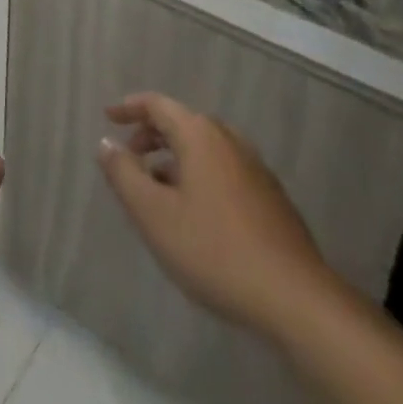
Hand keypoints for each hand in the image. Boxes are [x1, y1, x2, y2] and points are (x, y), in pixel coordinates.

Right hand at [98, 92, 335, 334]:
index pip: (157, 105)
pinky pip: (223, 169)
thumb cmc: (214, 250)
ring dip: (174, 159)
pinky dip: (198, 175)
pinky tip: (194, 213)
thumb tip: (106, 143)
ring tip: (156, 189)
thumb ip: (124, 174)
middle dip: (151, 135)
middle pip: (182, 123)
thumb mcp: (154, 214)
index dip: (129, 108)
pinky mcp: (270, 196)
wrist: (295, 298)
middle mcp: (228, 139)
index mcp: (199, 134)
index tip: (108, 117)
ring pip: (203, 149)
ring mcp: (254, 167)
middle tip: (129, 157)